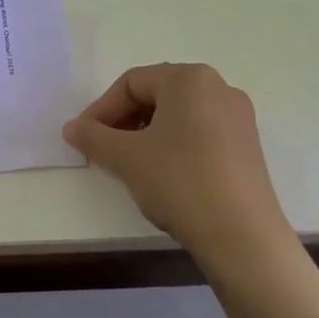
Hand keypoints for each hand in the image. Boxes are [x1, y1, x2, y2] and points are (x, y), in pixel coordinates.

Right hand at [63, 63, 294, 265]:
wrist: (243, 238)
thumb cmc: (180, 182)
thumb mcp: (125, 158)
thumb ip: (92, 137)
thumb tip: (71, 128)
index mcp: (190, 79)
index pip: (131, 83)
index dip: (101, 109)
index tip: (84, 138)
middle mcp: (218, 88)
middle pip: (156, 95)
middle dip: (124, 120)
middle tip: (103, 149)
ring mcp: (238, 118)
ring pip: (178, 116)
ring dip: (146, 134)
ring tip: (130, 164)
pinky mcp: (247, 147)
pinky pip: (200, 133)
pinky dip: (173, 146)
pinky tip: (163, 176)